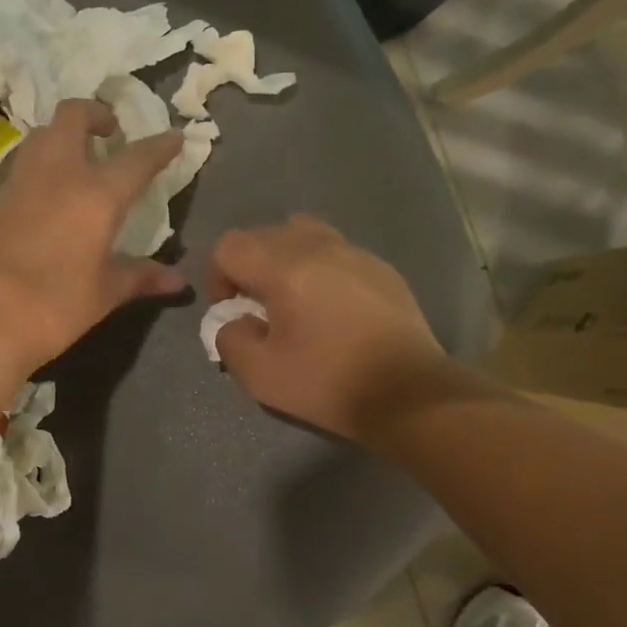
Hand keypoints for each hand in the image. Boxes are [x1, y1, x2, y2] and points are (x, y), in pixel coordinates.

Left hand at [0, 99, 185, 378]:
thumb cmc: (55, 305)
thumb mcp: (104, 293)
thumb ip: (140, 277)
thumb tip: (177, 281)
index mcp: (97, 194)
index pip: (137, 158)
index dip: (160, 146)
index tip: (174, 137)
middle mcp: (59, 173)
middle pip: (73, 115)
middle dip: (95, 114)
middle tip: (110, 131)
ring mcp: (22, 181)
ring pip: (42, 134)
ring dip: (63, 134)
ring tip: (79, 158)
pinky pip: (23, 163)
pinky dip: (41, 162)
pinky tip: (49, 190)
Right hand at [208, 216, 447, 444]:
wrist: (409, 393)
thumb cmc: (329, 383)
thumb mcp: (260, 375)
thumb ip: (229, 339)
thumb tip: (233, 321)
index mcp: (285, 267)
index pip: (230, 245)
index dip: (218, 276)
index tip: (232, 311)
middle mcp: (318, 246)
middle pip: (263, 234)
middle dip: (249, 267)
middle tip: (259, 308)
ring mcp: (354, 252)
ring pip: (302, 233)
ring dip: (284, 260)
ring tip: (293, 299)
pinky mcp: (380, 267)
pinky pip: (335, 251)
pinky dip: (320, 268)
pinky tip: (333, 309)